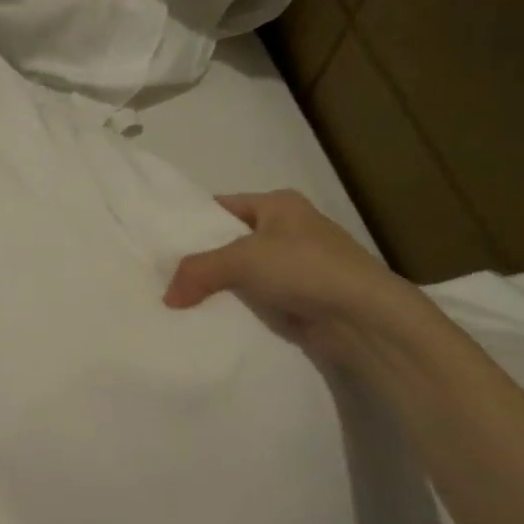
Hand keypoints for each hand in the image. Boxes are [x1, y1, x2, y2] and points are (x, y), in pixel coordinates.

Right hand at [163, 190, 418, 361]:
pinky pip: (256, 300)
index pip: (223, 206)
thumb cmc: (305, 268)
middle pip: (230, 242)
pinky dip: (236, 308)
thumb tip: (168, 297)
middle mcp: (288, 230)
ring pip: (242, 274)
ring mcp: (296, 267)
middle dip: (201, 259)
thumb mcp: (242, 259)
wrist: (364, 318)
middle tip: (161, 275)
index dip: (192, 221)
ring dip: (218, 288)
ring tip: (177, 301)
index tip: (160, 242)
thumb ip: (198, 271)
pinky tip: (208, 319)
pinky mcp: (299, 299)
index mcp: (279, 205)